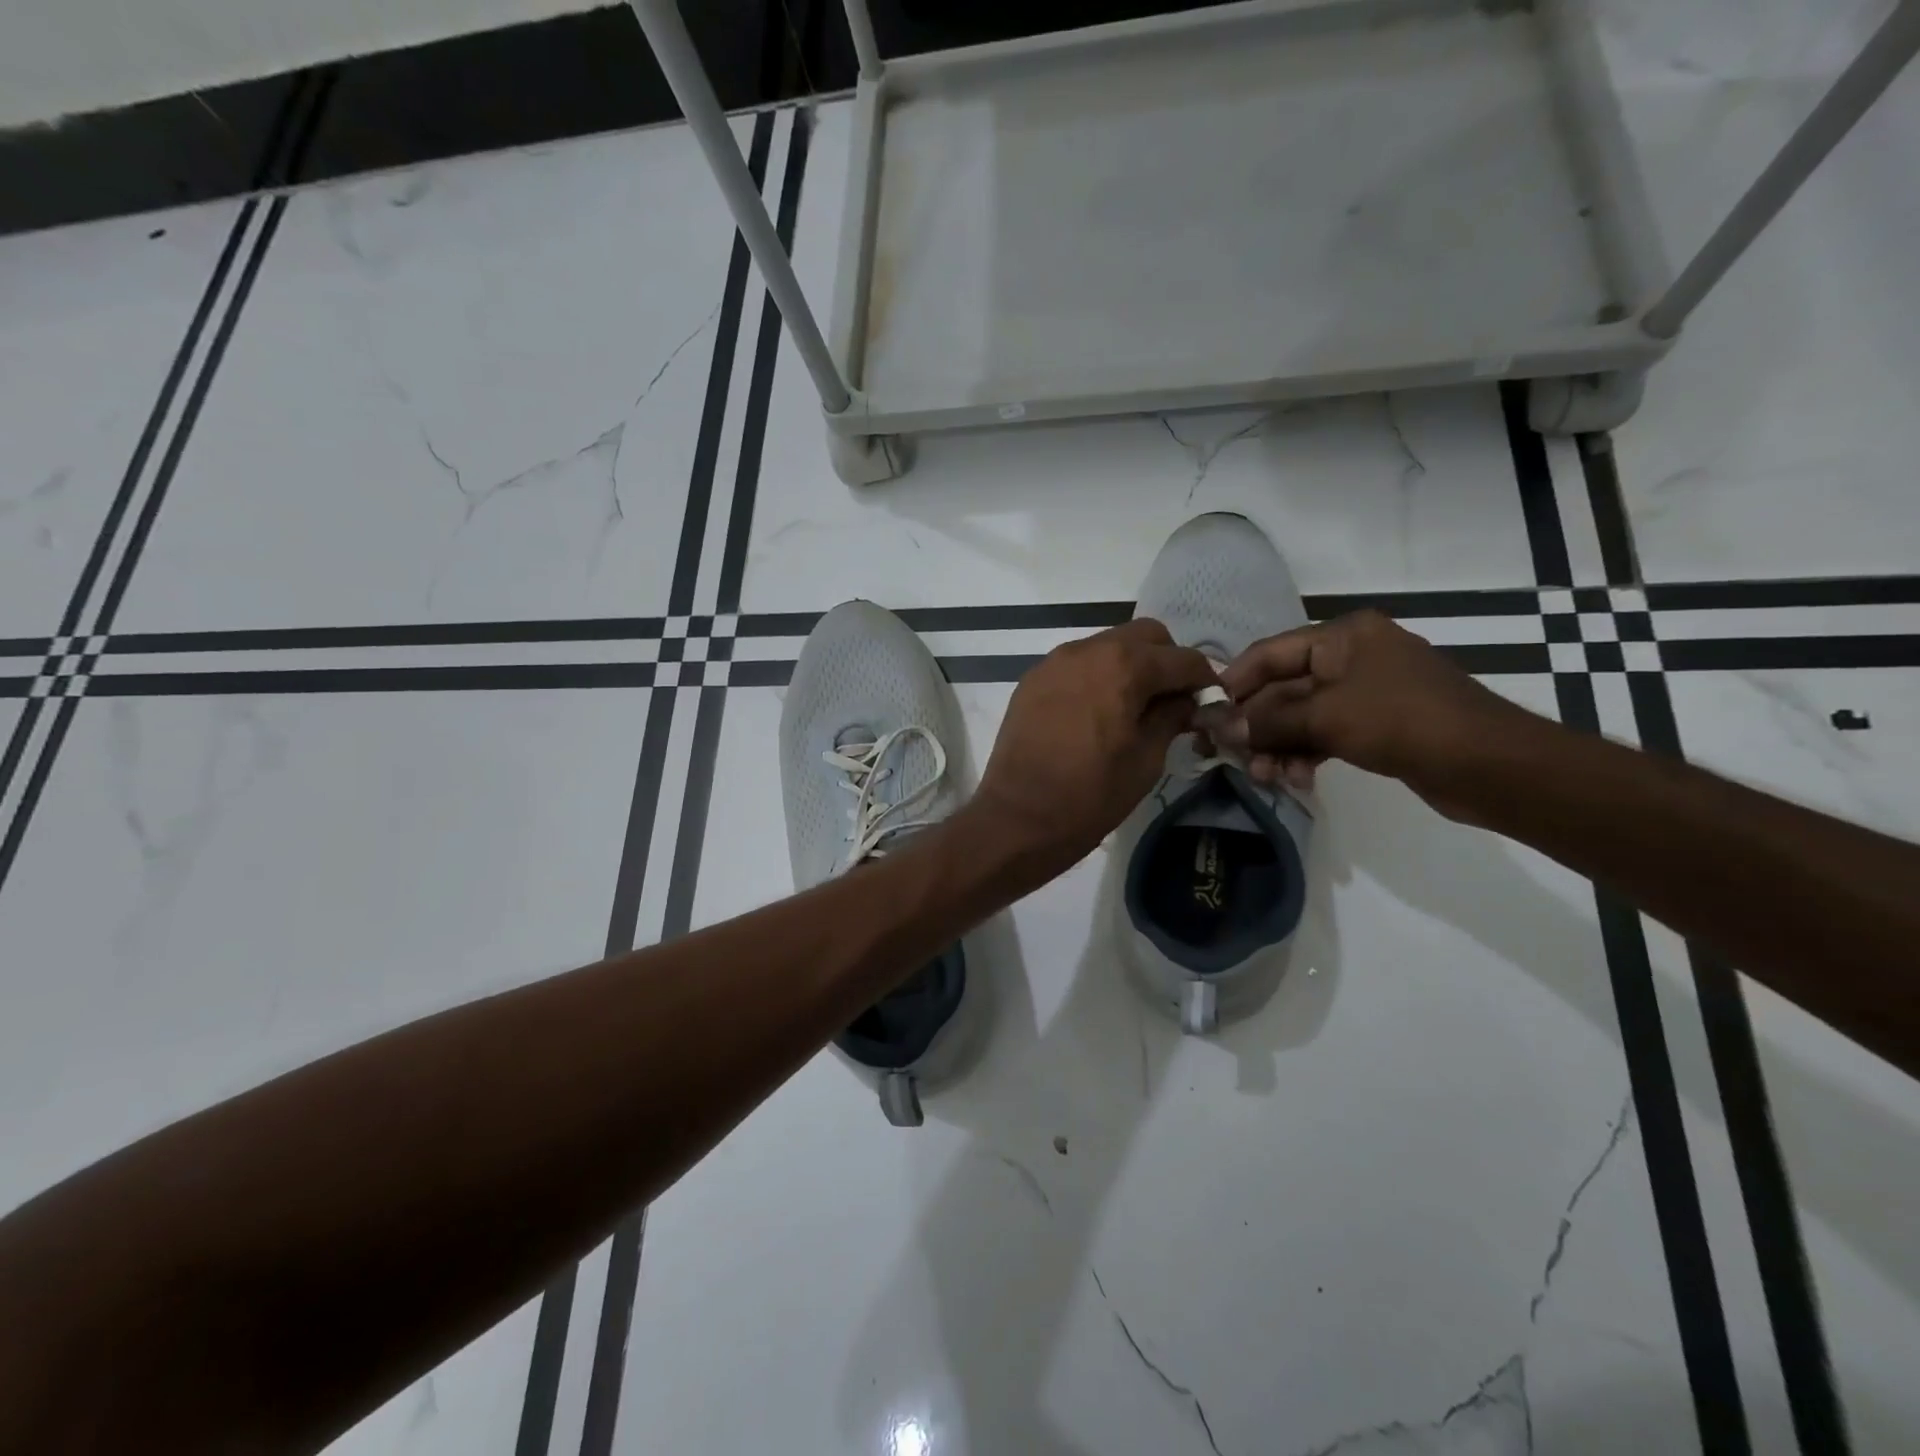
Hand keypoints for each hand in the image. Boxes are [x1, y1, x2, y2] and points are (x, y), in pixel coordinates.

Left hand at [971, 617, 1216, 874]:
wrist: (1018, 817)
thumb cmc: (1091, 795)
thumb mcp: (1147, 759)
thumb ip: (1171, 717)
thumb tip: (1186, 700)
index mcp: (1124, 665)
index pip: (1182, 658)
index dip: (1204, 681)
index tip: (1209, 705)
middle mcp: (1088, 649)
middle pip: (1145, 636)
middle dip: (1166, 662)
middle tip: (1171, 702)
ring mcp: (1054, 662)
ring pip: (1108, 645)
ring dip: (1129, 666)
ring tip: (1133, 708)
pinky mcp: (1032, 680)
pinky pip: (1077, 664)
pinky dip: (1097, 676)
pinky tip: (1097, 713)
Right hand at [1215, 610, 1533, 817]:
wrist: (1490, 765)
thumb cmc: (1404, 722)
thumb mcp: (1327, 718)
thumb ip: (1268, 721)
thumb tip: (1218, 727)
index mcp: (1343, 636)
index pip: (1269, 653)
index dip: (1233, 683)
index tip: (1205, 716)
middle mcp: (1351, 656)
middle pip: (1283, 688)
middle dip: (1256, 725)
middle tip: (1229, 757)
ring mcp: (1365, 692)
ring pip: (1301, 716)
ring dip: (1278, 746)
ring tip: (1265, 777)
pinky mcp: (1376, 725)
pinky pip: (1324, 734)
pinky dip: (1305, 754)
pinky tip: (1296, 779)